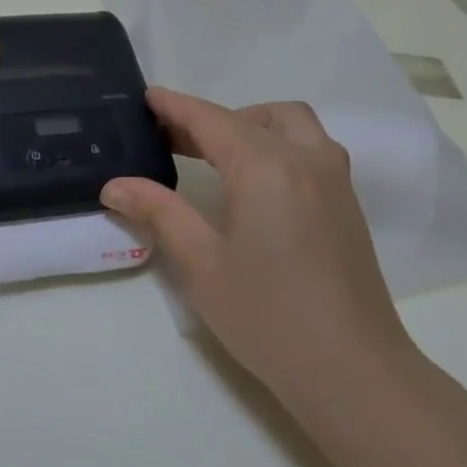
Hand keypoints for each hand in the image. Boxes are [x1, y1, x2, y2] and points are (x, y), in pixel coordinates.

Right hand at [100, 87, 423, 408]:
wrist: (351, 369)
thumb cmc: (266, 315)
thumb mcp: (200, 263)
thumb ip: (159, 212)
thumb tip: (116, 185)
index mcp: (267, 167)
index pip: (212, 121)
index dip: (176, 107)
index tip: (147, 96)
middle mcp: (307, 160)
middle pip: (255, 116)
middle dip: (211, 119)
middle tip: (169, 139)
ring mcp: (335, 181)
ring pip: (291, 126)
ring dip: (250, 127)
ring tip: (212, 157)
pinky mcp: (347, 205)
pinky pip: (309, 149)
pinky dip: (275, 145)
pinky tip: (251, 184)